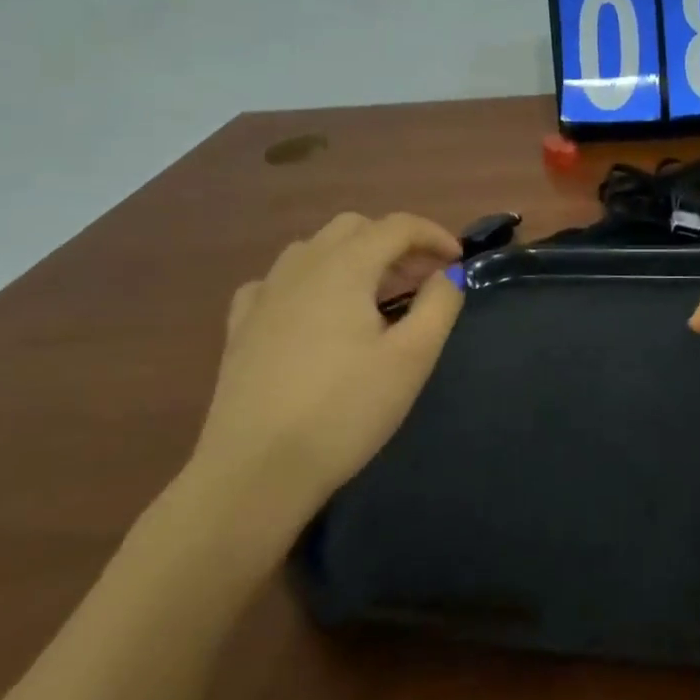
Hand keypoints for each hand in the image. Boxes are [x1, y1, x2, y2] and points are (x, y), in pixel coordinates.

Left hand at [187, 213, 463, 523]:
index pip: (397, 226)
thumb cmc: (344, 412)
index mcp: (345, 267)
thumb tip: (447, 274)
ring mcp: (264, 295)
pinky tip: (315, 312)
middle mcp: (301, 267)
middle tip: (422, 279)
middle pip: (355, 228)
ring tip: (375, 296)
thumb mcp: (411, 358)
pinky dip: (309, 282)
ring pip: (315, 249)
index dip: (434, 235)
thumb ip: (439, 305)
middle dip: (395, 243)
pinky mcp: (241, 327)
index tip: (458, 262)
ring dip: (353, 257)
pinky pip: (278, 281)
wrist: (255, 473)